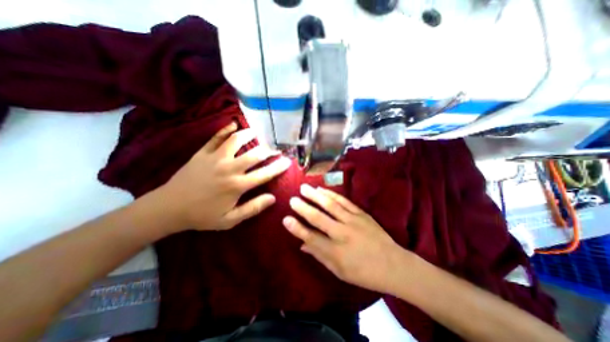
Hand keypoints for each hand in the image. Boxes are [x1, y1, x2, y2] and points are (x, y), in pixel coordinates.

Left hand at [159, 122, 292, 230]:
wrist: (169, 208)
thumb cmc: (202, 216)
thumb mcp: (230, 220)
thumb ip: (253, 208)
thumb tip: (273, 198)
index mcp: (237, 186)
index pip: (264, 174)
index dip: (278, 167)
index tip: (287, 161)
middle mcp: (229, 169)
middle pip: (254, 154)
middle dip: (268, 150)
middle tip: (275, 148)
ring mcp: (215, 158)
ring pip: (236, 140)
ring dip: (249, 134)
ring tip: (257, 132)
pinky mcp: (202, 153)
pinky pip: (215, 137)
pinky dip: (225, 129)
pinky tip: (233, 124)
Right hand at [284, 184, 406, 293]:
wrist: (393, 264)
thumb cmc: (364, 272)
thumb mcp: (339, 271)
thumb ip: (320, 256)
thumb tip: (302, 245)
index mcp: (336, 252)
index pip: (311, 238)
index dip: (297, 229)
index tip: (285, 219)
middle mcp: (342, 234)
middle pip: (319, 218)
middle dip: (303, 208)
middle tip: (292, 199)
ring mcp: (353, 221)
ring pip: (330, 205)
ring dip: (316, 196)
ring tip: (304, 188)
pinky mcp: (361, 213)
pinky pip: (344, 201)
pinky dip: (332, 194)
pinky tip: (322, 189)